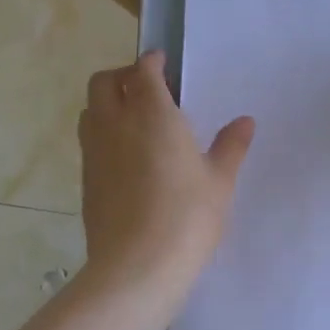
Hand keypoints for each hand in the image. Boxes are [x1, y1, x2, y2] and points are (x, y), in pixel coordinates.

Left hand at [78, 51, 254, 300]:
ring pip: (90, 110)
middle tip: (147, 87)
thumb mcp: (220, 181)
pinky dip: (103, 133)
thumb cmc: (188, 217)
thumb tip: (245, 121)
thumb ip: (230, 147)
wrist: (136, 266)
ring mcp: (95, 152)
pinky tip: (126, 156)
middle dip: (122, 75)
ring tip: (134, 120)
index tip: (163, 63)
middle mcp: (116, 124)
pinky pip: (89, 141)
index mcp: (153, 114)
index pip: (143, 72)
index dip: (152, 62)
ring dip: (107, 103)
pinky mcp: (85, 179)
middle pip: (104, 81)